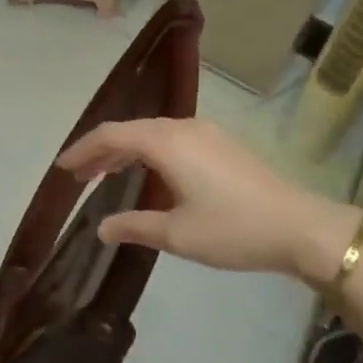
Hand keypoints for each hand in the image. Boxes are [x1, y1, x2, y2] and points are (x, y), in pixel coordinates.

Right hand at [58, 117, 357, 276]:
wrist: (301, 226)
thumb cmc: (233, 229)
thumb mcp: (178, 234)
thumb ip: (134, 227)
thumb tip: (101, 228)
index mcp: (166, 142)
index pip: (111, 135)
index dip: (83, 150)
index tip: (62, 169)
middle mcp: (183, 127)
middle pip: (130, 130)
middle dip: (101, 151)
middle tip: (79, 176)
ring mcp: (206, 132)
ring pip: (152, 133)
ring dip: (126, 151)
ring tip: (105, 175)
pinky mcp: (222, 143)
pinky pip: (172, 138)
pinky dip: (149, 151)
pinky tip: (148, 173)